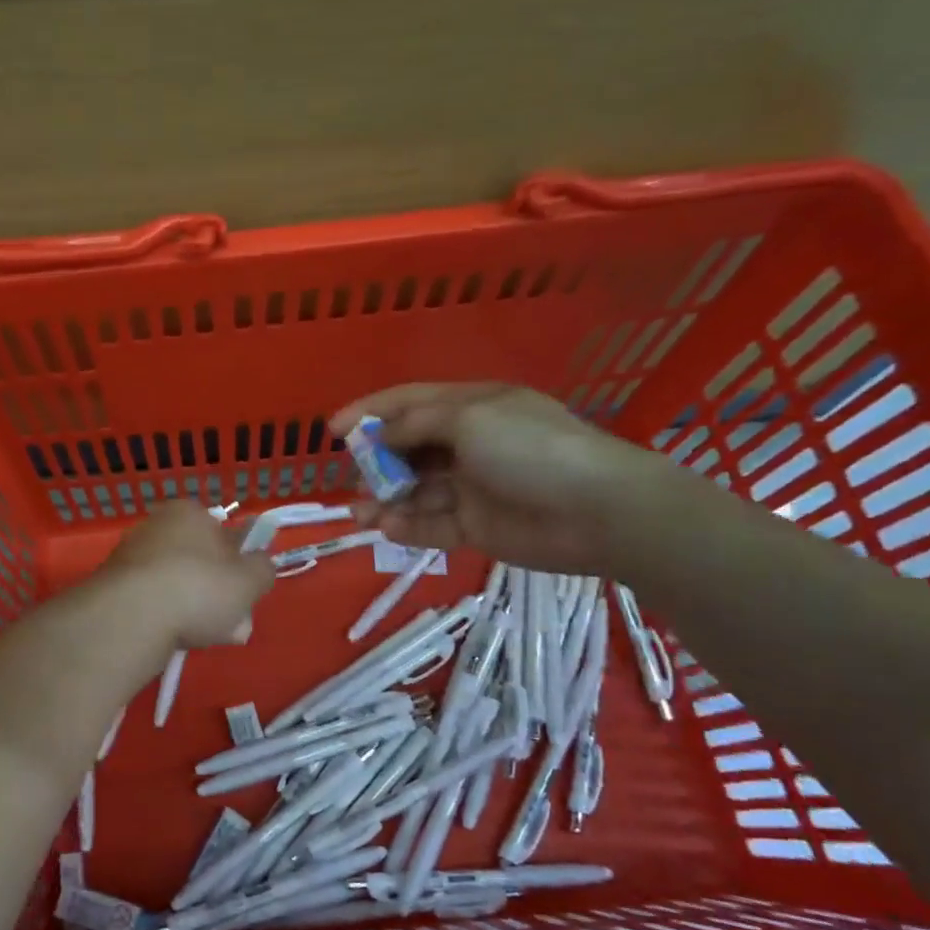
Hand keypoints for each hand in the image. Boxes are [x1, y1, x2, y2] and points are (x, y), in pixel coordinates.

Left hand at [103, 501, 275, 647]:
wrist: (132, 617)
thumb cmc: (199, 588)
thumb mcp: (250, 580)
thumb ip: (263, 569)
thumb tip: (259, 565)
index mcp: (189, 512)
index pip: (221, 533)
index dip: (237, 564)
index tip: (243, 592)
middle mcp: (155, 526)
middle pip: (198, 563)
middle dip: (216, 594)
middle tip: (230, 623)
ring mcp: (130, 557)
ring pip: (176, 586)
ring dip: (192, 611)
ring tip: (203, 637)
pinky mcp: (113, 588)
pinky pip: (151, 603)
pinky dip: (165, 619)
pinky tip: (174, 641)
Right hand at [329, 383, 669, 572]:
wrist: (598, 512)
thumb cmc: (531, 449)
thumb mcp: (470, 419)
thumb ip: (416, 424)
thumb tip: (379, 434)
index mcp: (471, 407)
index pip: (408, 402)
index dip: (368, 412)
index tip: (331, 429)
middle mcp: (467, 443)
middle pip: (407, 448)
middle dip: (376, 460)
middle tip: (354, 475)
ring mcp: (471, 487)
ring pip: (414, 490)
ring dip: (384, 498)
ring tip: (361, 510)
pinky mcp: (475, 526)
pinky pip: (431, 524)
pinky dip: (407, 526)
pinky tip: (386, 527)